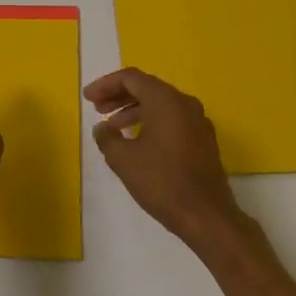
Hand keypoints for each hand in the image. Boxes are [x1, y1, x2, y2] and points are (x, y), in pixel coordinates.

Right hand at [84, 67, 242, 250]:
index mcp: (166, 100)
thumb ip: (107, 138)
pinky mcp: (203, 140)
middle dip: (118, 96)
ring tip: (112, 127)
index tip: (88, 98)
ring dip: (133, 110)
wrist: (207, 217)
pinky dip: (151, 122)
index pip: (131, 78)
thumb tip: (102, 128)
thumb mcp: (123, 160)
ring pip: (160, 104)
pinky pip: (172, 119)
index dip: (105, 84)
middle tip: (97, 108)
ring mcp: (198, 121)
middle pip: (146, 88)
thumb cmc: (162, 182)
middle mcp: (185, 103)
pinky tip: (137, 141)